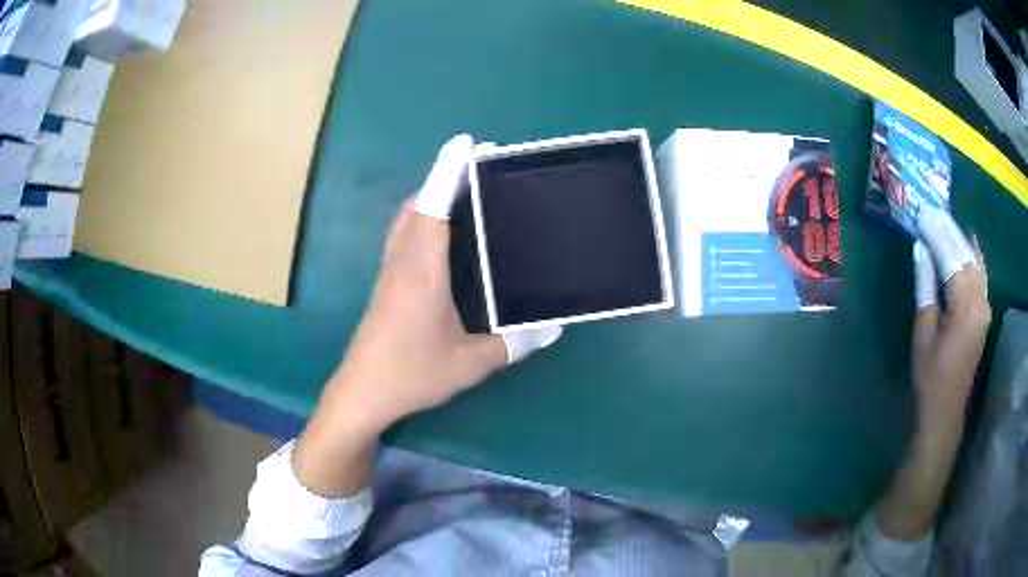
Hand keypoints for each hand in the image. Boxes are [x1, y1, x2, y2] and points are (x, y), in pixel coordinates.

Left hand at [292, 135, 560, 496]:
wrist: (363, 392)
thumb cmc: (412, 374)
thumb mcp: (470, 363)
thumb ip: (513, 343)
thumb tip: (551, 328)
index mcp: (422, 270)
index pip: (434, 206)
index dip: (449, 171)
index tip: (467, 143)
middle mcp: (403, 261)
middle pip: (417, 204)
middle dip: (443, 178)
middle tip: (478, 171)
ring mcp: (390, 271)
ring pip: (407, 219)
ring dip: (430, 197)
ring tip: (464, 196)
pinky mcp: (386, 284)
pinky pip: (404, 236)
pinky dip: (423, 220)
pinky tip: (444, 238)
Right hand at [876, 207, 989, 540]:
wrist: (946, 411)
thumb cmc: (930, 377)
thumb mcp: (923, 334)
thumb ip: (926, 288)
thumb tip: (920, 249)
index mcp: (965, 308)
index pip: (952, 258)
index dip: (936, 233)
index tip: (922, 211)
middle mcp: (981, 301)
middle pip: (965, 255)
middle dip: (948, 230)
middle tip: (930, 209)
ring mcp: (986, 306)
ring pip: (974, 261)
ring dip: (959, 239)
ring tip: (943, 219)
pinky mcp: (985, 311)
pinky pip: (981, 274)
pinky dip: (975, 254)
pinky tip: (970, 239)